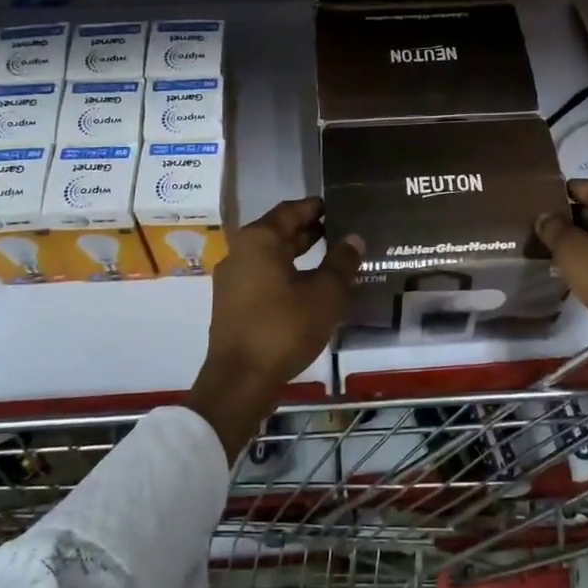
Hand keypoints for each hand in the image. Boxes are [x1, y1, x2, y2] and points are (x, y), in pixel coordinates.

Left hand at [188, 198, 362, 460]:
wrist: (240, 380)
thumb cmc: (284, 328)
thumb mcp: (324, 294)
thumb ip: (341, 263)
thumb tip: (354, 239)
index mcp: (259, 240)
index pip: (291, 210)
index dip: (317, 207)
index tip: (341, 206)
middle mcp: (240, 252)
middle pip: (279, 232)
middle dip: (311, 231)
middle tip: (343, 231)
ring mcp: (233, 279)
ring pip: (272, 256)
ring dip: (300, 255)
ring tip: (333, 258)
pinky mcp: (233, 304)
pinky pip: (264, 277)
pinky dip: (287, 274)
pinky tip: (310, 288)